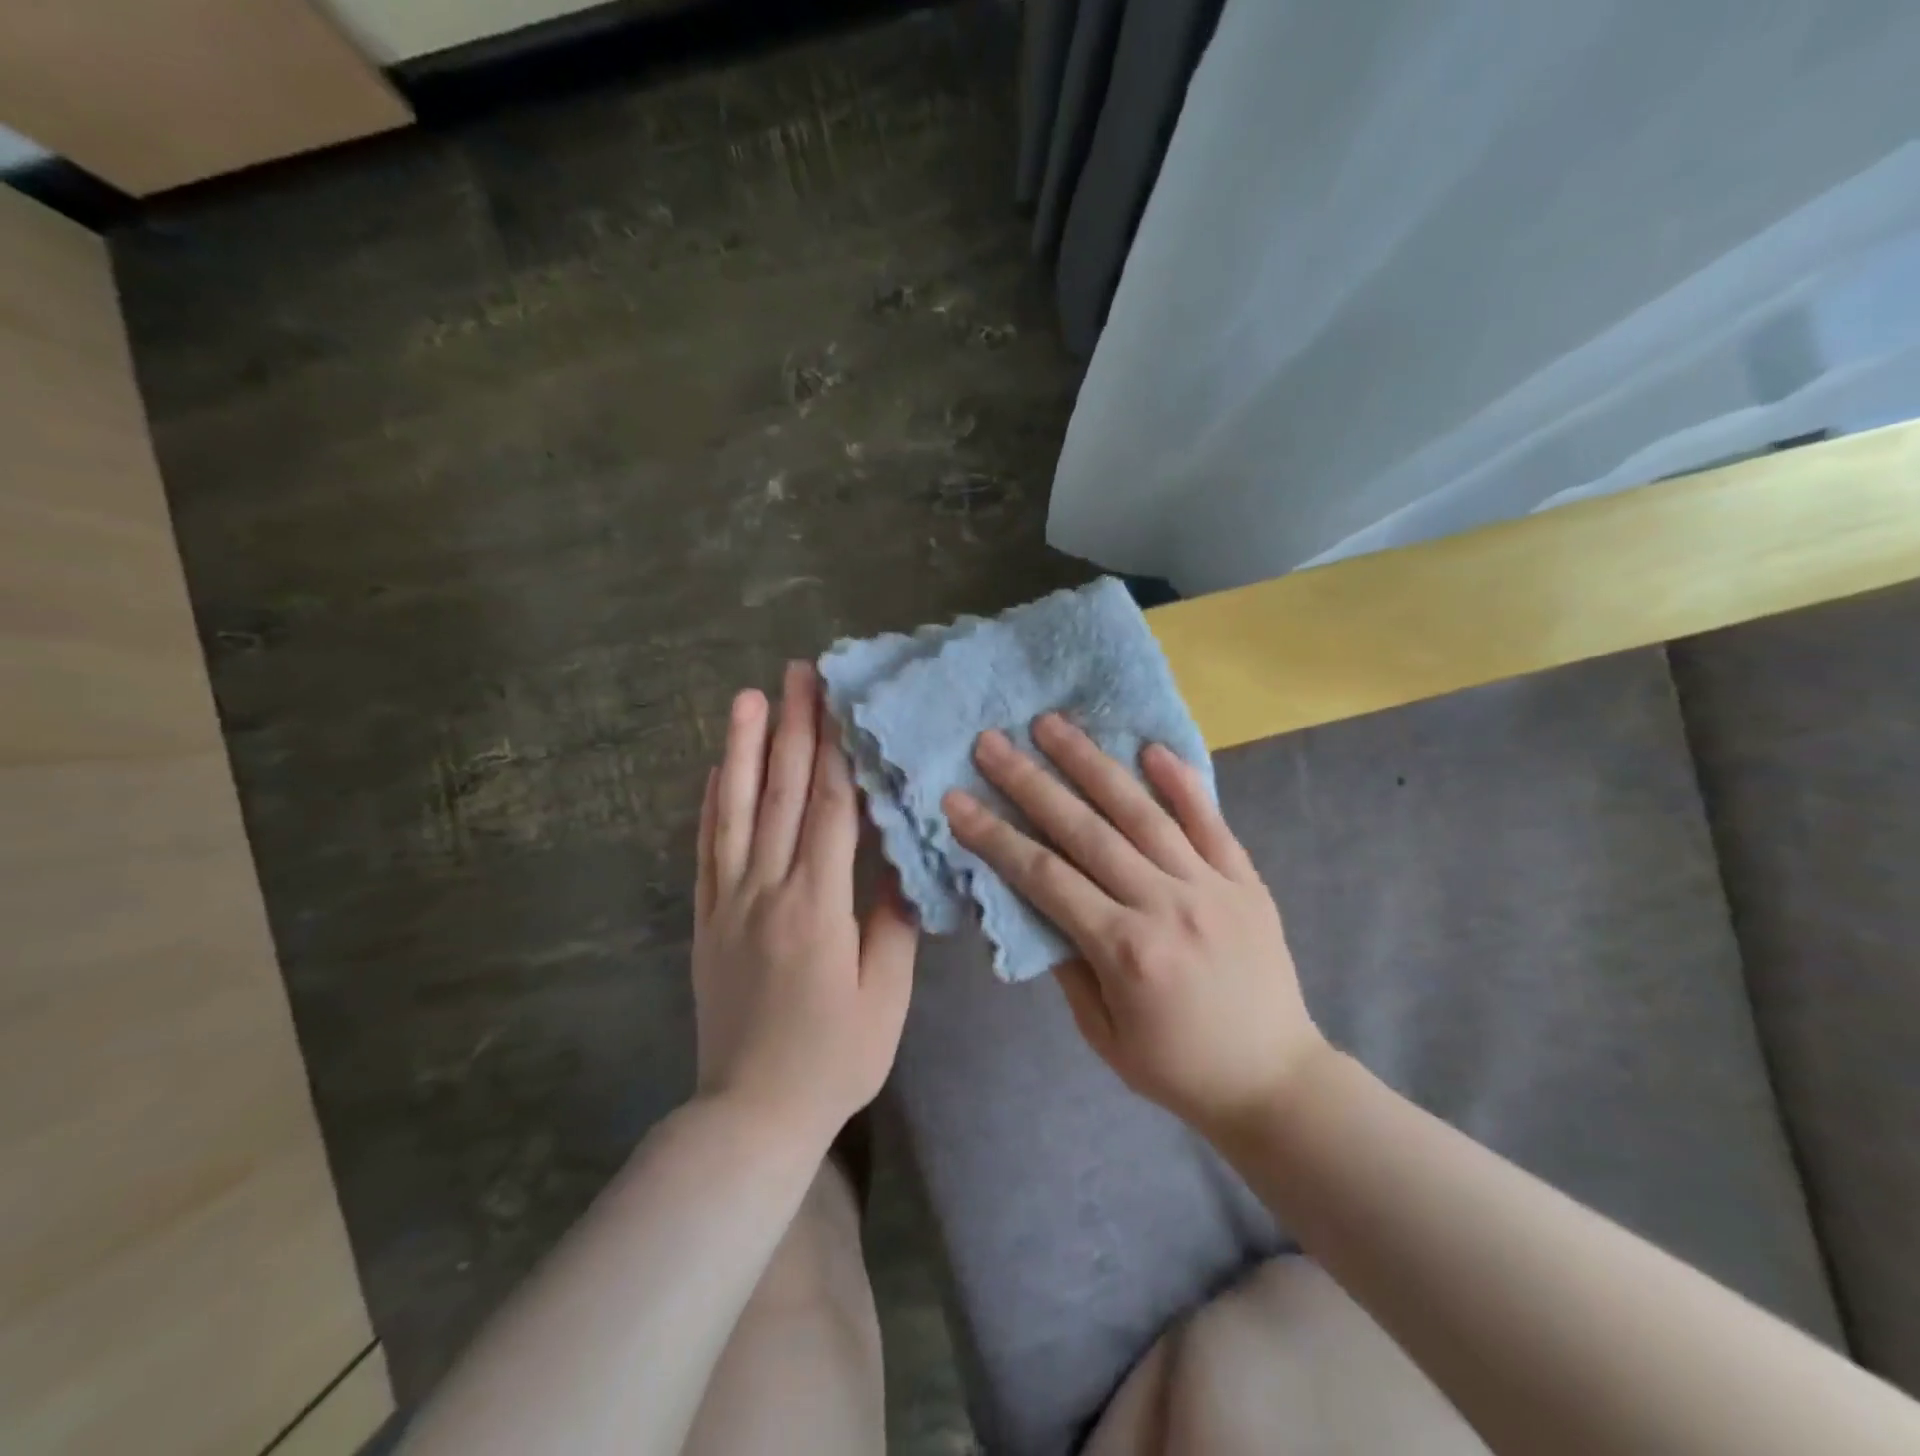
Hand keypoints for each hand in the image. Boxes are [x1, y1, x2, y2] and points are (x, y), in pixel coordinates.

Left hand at [693, 662, 918, 1149]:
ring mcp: (729, 904)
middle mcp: (767, 892)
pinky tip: (717, 769)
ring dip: (743, 751)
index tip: (838, 701)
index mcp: (817, 908)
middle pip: (781, 796)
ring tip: (748, 699)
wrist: (750, 1115)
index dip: (834, 751)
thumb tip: (899, 861)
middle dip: (792, 728)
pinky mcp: (707, 921)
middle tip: (797, 673)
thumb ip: (892, 923)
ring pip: (735, 812)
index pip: (828, 811)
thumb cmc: (834, 1060)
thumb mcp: (886, 999)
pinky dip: (711, 805)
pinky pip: (707, 852)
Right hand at [943, 714, 1325, 1135]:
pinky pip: (1210, 822)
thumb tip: (1039, 904)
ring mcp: (1211, 886)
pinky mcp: (1245, 879)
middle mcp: (1165, 905)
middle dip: (1031, 782)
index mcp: (1125, 950)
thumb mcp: (1104, 1035)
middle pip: (1085, 830)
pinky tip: (1151, 747)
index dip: (995, 836)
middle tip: (992, 741)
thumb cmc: (1178, 1068)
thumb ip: (1068, 966)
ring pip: (1141, 813)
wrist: (1276, 1081)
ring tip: (1054, 724)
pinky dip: (1182, 782)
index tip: (957, 799)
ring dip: (1093, 764)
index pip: (1044, 877)